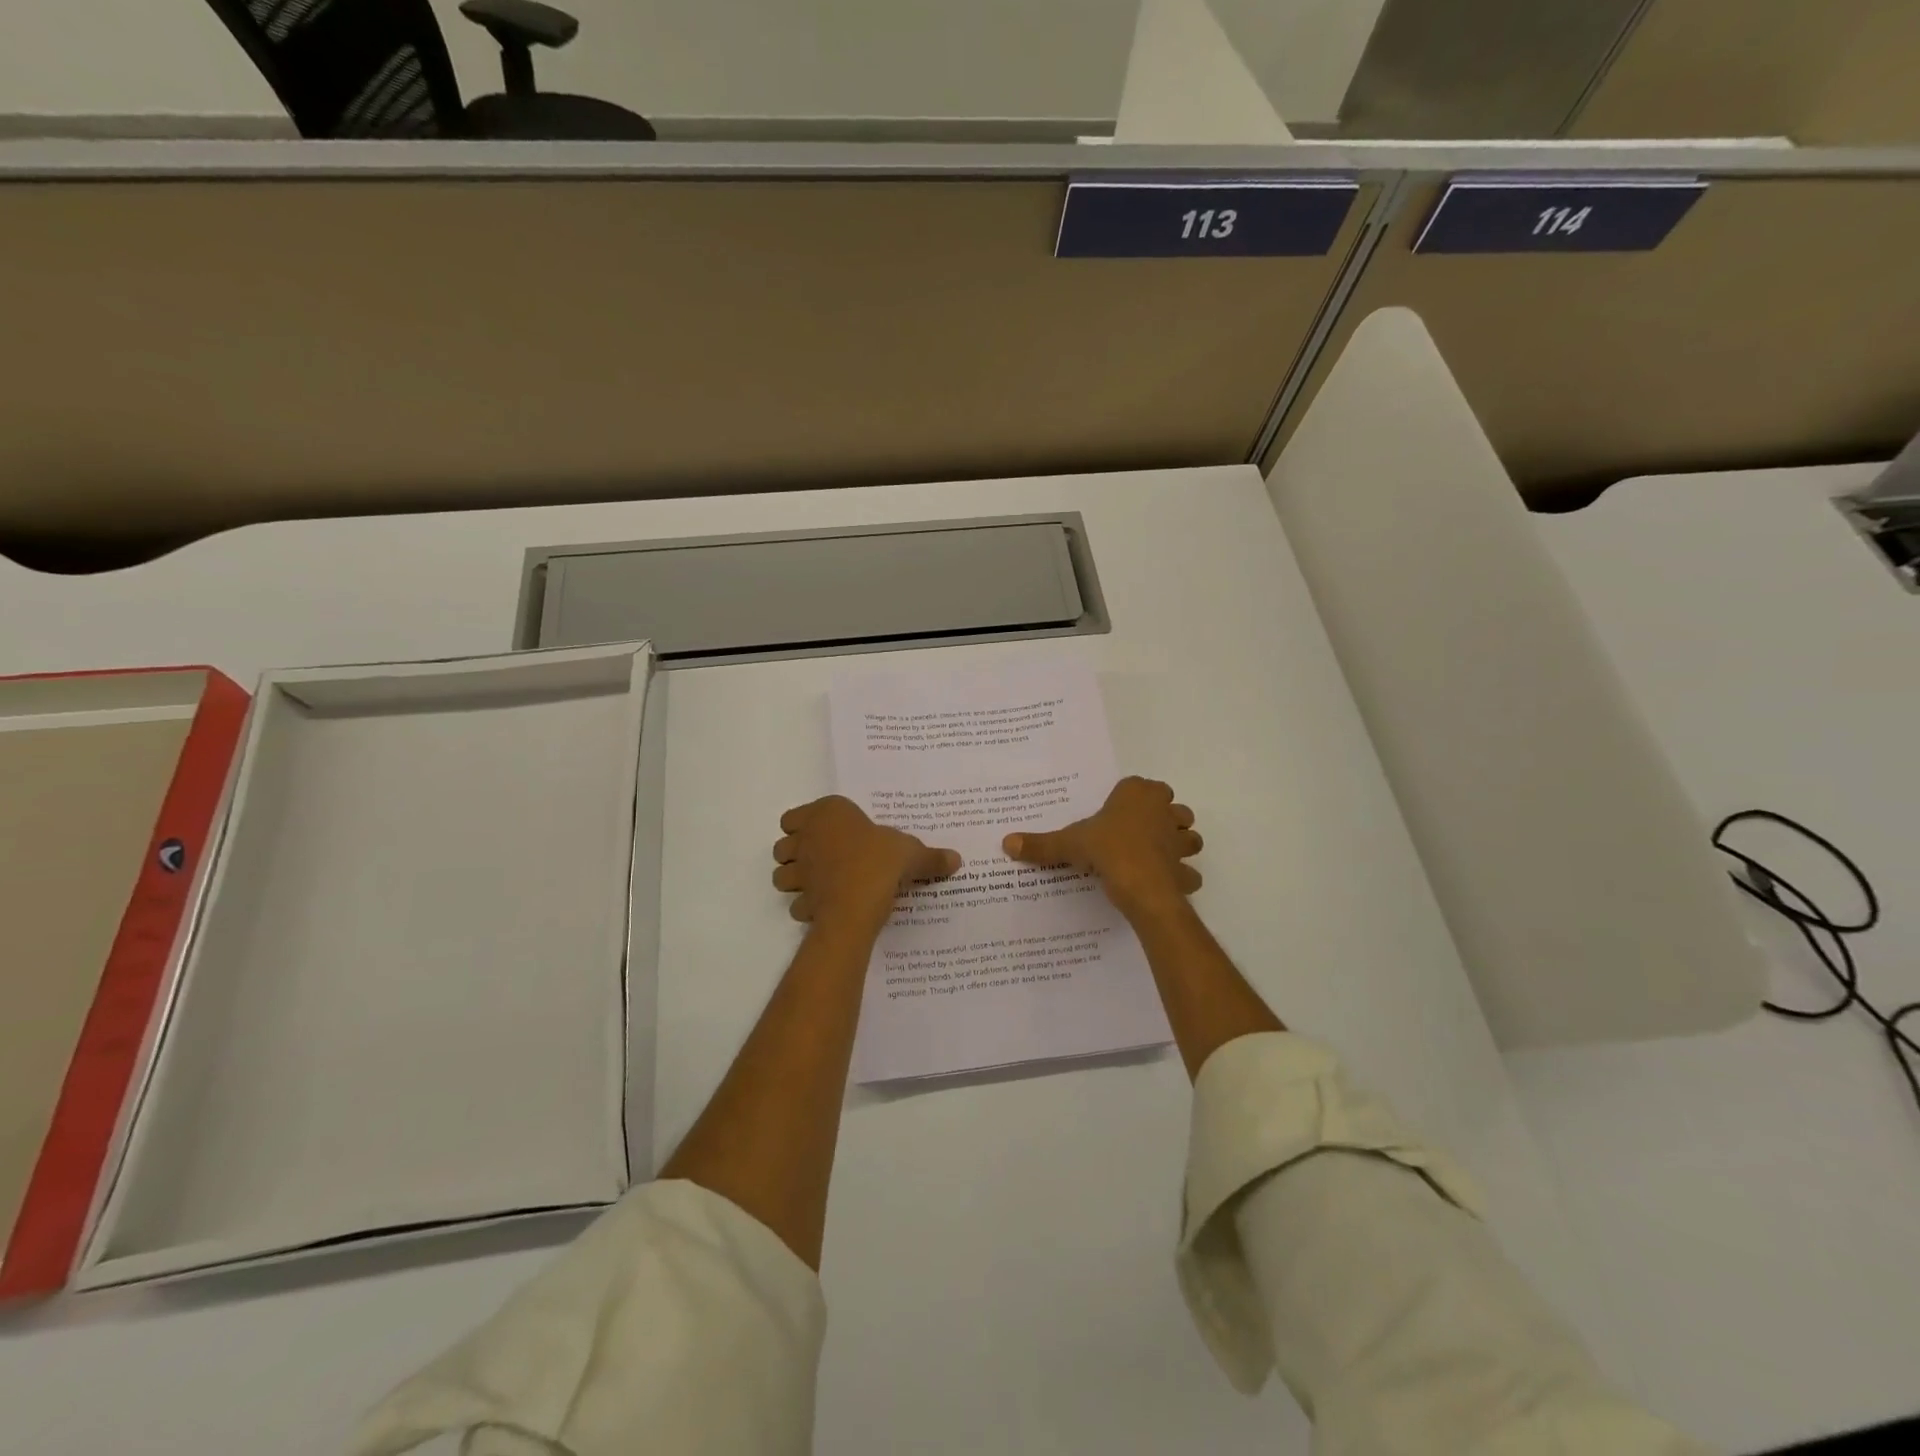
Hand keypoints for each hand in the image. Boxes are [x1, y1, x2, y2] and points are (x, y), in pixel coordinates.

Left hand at [772, 795, 960, 932]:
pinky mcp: (801, 900)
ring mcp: (800, 871)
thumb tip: (956, 860)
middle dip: (796, 854)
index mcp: (828, 814)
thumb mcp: (912, 853)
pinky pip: (796, 903)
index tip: (826, 834)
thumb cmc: (881, 860)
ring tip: (818, 885)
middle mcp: (806, 839)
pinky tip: (825, 908)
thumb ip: (930, 857)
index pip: (794, 816)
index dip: (805, 825)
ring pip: (781, 875)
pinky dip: (806, 907)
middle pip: (783, 845)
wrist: (859, 901)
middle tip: (822, 860)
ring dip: (794, 880)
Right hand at [1002, 776, 1200, 919]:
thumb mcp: (1069, 844)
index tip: (1118, 814)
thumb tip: (1006, 843)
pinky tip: (1162, 885)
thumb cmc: (1107, 849)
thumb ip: (1041, 844)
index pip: (1141, 786)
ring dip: (1179, 844)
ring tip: (1156, 856)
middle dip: (1163, 818)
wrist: (1140, 885)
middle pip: (1172, 808)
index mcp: (1138, 794)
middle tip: (1138, 834)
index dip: (1132, 799)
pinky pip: (1187, 872)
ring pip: (1189, 836)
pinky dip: (1180, 878)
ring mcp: (1179, 840)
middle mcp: (1164, 810)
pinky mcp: (1185, 869)